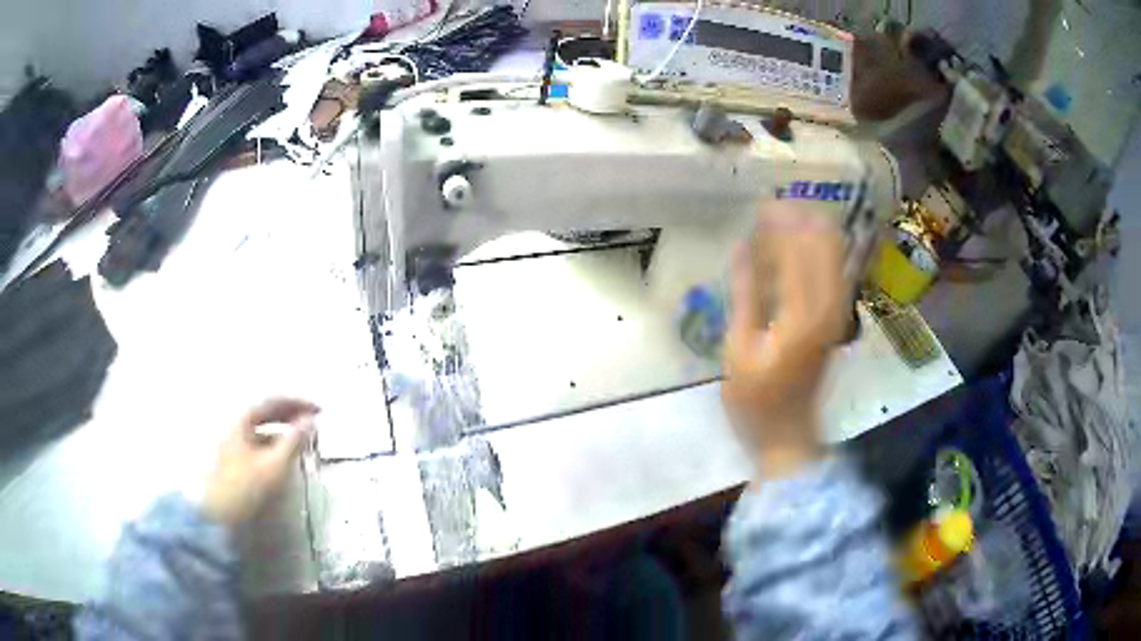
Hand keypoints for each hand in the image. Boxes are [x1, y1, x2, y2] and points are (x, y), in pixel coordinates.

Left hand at [201, 398, 319, 526]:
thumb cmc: (246, 487)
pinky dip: (275, 442)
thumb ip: (294, 441)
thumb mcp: (274, 465)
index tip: (319, 410)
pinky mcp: (235, 458)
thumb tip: (311, 421)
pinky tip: (285, 453)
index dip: (298, 403)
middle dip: (291, 414)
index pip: (273, 401)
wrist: (218, 514)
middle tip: (313, 420)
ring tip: (303, 437)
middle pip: (267, 412)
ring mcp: (234, 441)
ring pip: (263, 427)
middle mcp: (237, 424)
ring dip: (284, 429)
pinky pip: (259, 441)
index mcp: (243, 420)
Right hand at [722, 202, 848, 478]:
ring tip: (786, 217)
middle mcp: (828, 307)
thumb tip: (741, 248)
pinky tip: (804, 243)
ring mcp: (838, 313)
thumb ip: (744, 295)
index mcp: (802, 315)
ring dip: (813, 232)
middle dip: (801, 219)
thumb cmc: (756, 400)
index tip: (761, 205)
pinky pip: (836, 272)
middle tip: (773, 207)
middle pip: (825, 245)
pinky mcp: (838, 319)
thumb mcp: (738, 350)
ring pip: (836, 255)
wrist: (788, 434)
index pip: (797, 250)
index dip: (780, 223)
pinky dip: (821, 252)